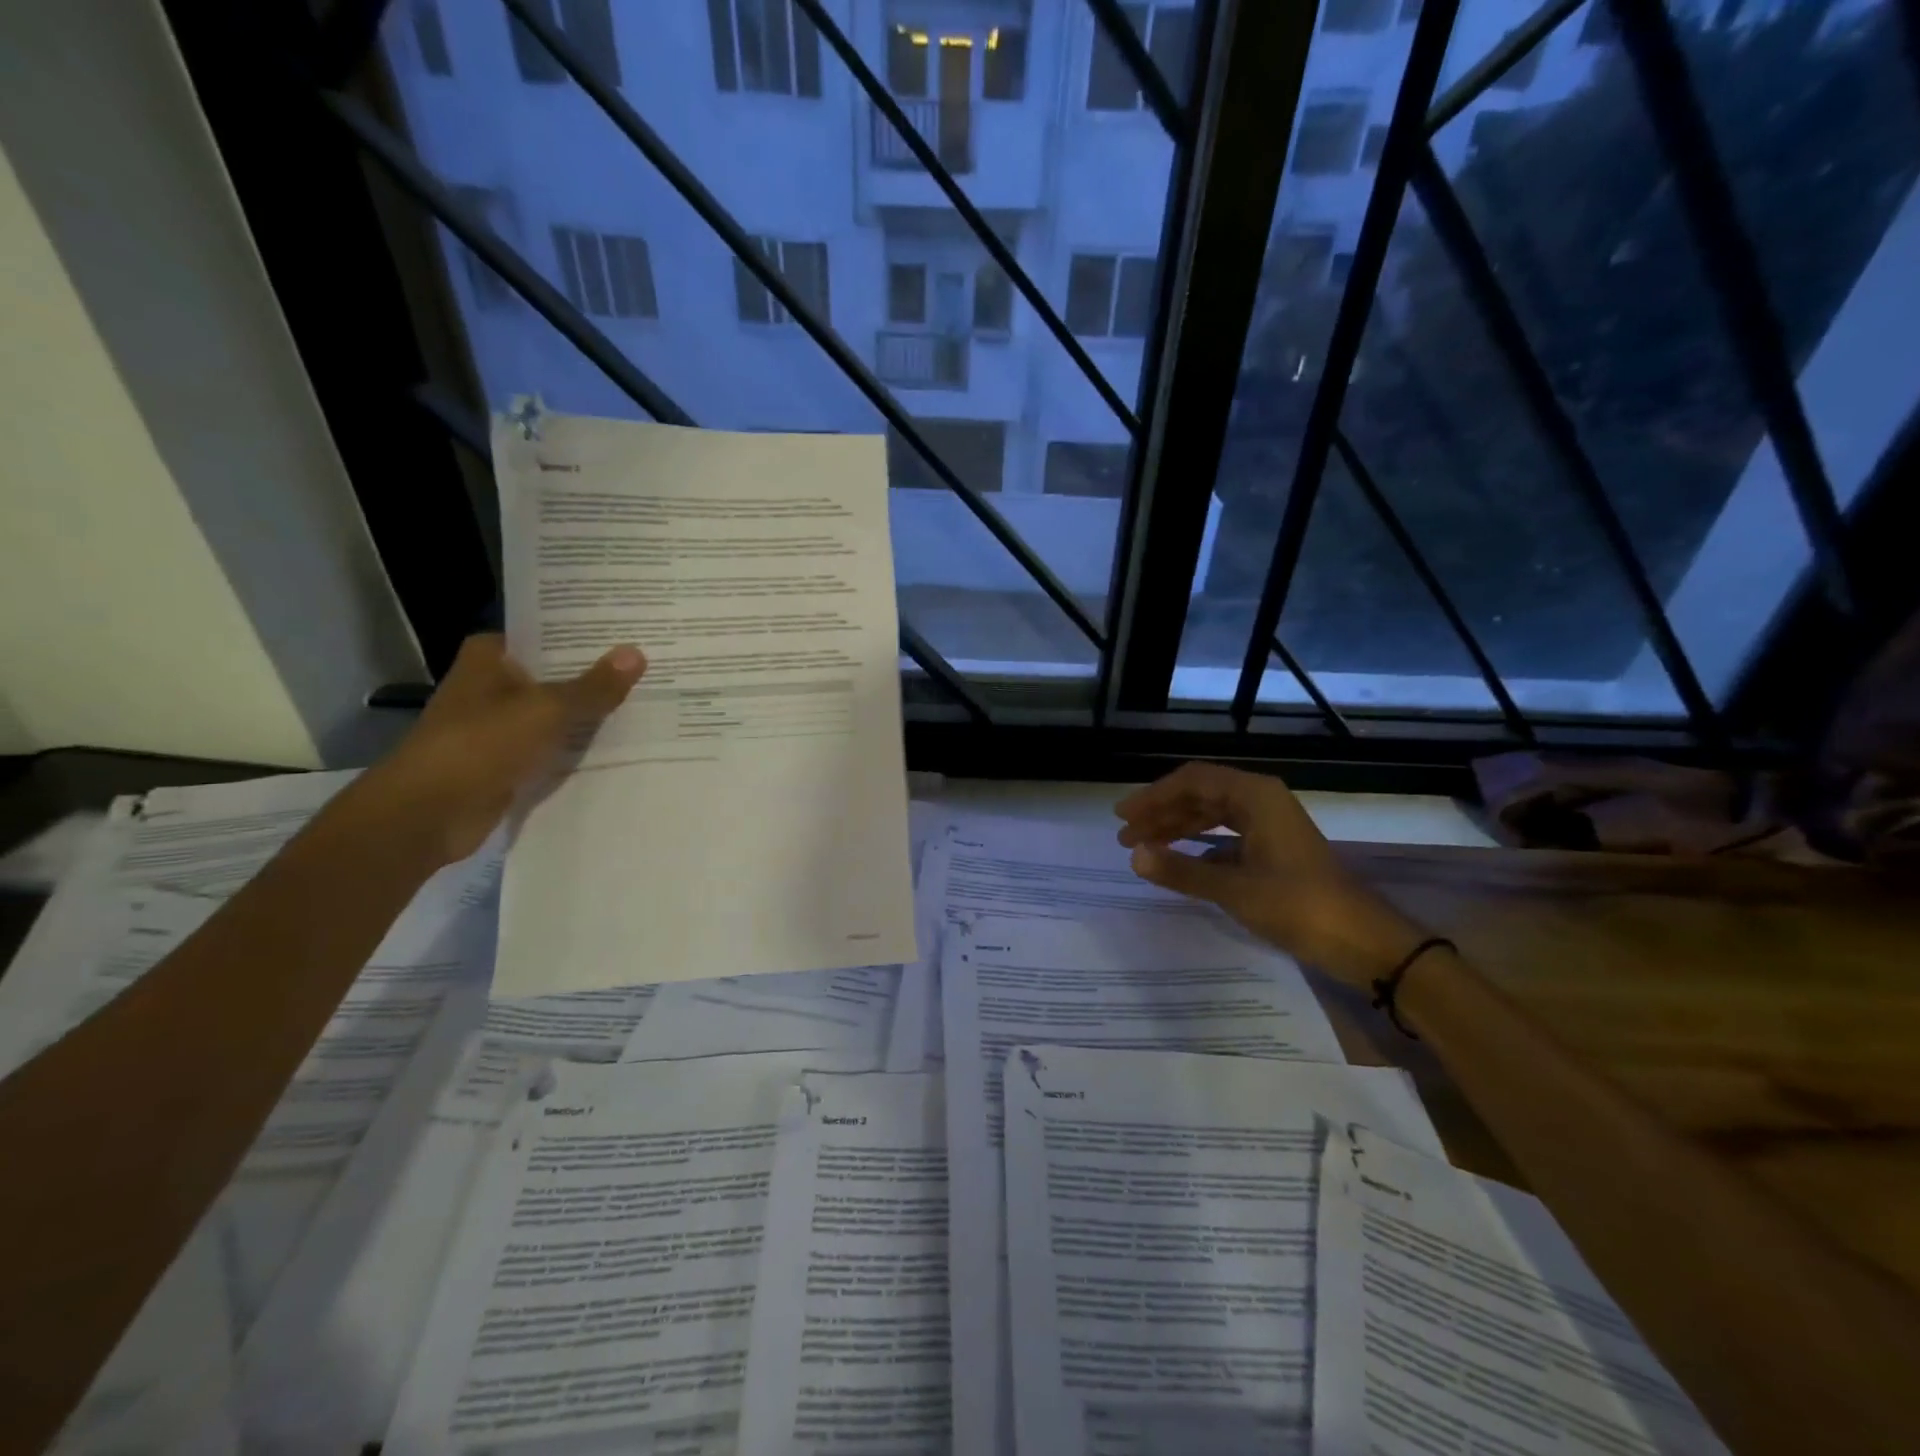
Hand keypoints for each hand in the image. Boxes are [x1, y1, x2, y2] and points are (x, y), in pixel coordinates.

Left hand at [360, 633, 645, 864]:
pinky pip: (554, 749)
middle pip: (555, 675)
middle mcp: (492, 686)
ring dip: (591, 715)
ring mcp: (500, 727)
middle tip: (652, 667)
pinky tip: (623, 746)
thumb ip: (594, 686)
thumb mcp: (547, 710)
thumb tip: (637, 653)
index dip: (584, 635)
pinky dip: (580, 749)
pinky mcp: (509, 763)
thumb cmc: (481, 745)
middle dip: (597, 676)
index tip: (629, 634)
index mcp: (490, 659)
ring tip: (649, 703)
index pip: (544, 635)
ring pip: (557, 714)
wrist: (430, 814)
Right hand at [1116, 762, 1424, 987]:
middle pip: (1200, 795)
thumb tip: (1134, 856)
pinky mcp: (1273, 850)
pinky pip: (1225, 837)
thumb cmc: (1299, 906)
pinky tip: (1179, 863)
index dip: (1153, 796)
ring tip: (1144, 849)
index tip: (1123, 817)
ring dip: (1176, 829)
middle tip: (1126, 837)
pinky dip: (1198, 846)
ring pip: (1211, 815)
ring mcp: (1269, 826)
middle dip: (1161, 813)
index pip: (1192, 781)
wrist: (1363, 941)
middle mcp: (1261, 801)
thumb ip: (1181, 870)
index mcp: (1255, 796)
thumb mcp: (1234, 889)